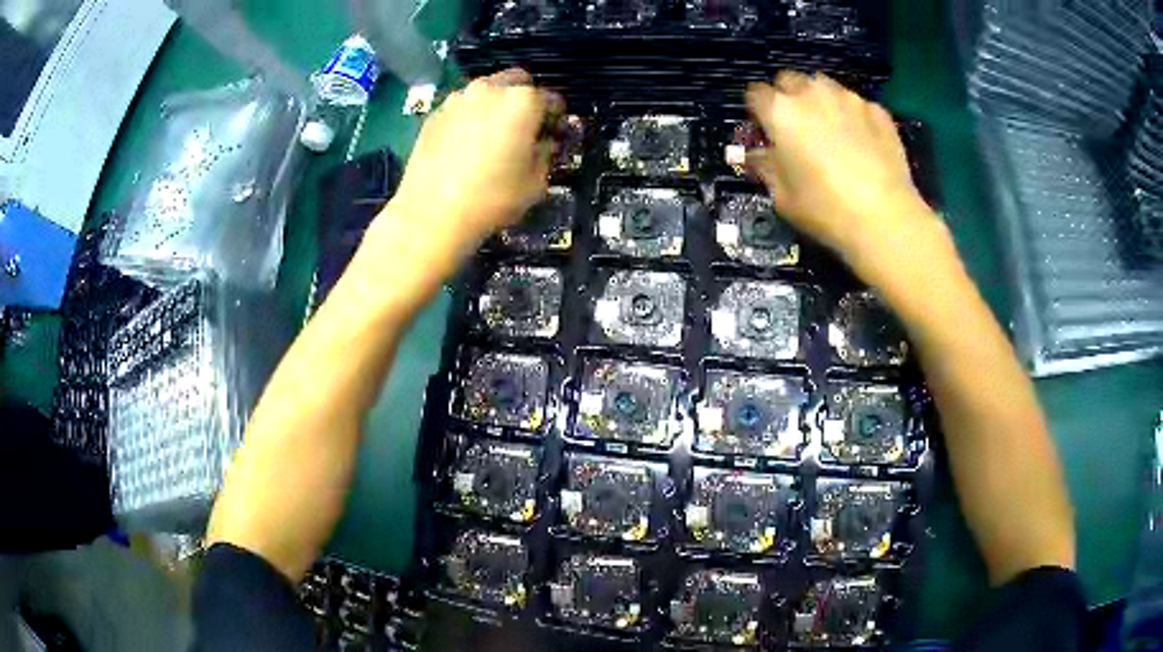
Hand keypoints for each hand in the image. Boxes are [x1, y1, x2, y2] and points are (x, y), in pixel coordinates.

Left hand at [389, 68, 561, 253]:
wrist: (432, 213)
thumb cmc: (493, 197)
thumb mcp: (536, 182)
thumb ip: (545, 154)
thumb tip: (542, 143)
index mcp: (523, 101)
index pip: (552, 99)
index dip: (556, 117)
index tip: (553, 133)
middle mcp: (490, 89)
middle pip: (517, 82)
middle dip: (524, 100)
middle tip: (523, 128)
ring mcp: (458, 99)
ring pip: (486, 91)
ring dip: (494, 105)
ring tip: (491, 135)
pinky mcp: (435, 114)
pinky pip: (461, 108)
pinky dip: (469, 118)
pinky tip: (465, 144)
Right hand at [745, 72, 940, 275]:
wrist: (885, 218)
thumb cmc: (825, 209)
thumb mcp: (782, 196)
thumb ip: (766, 167)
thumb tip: (757, 156)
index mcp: (780, 112)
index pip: (756, 92)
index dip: (758, 110)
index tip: (765, 129)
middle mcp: (811, 94)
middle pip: (789, 79)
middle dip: (788, 96)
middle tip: (797, 126)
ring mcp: (848, 98)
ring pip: (824, 85)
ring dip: (820, 99)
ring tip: (831, 128)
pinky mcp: (877, 110)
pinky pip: (856, 104)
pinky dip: (853, 115)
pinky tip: (862, 141)